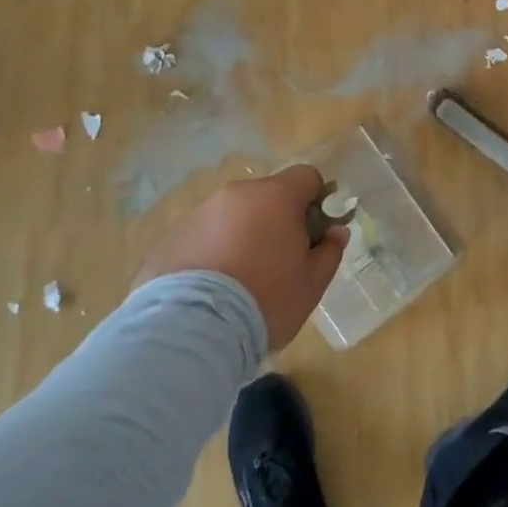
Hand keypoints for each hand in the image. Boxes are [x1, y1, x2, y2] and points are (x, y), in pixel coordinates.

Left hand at [136, 166, 348, 348]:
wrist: (194, 329)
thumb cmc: (266, 299)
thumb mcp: (312, 282)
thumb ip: (329, 251)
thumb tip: (336, 232)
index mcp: (276, 196)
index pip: (306, 177)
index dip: (316, 200)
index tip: (313, 233)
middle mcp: (237, 194)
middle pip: (267, 195)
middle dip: (277, 220)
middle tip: (279, 261)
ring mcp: (200, 213)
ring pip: (234, 215)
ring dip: (243, 235)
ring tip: (241, 279)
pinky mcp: (172, 237)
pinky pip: (204, 236)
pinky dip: (213, 251)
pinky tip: (212, 288)